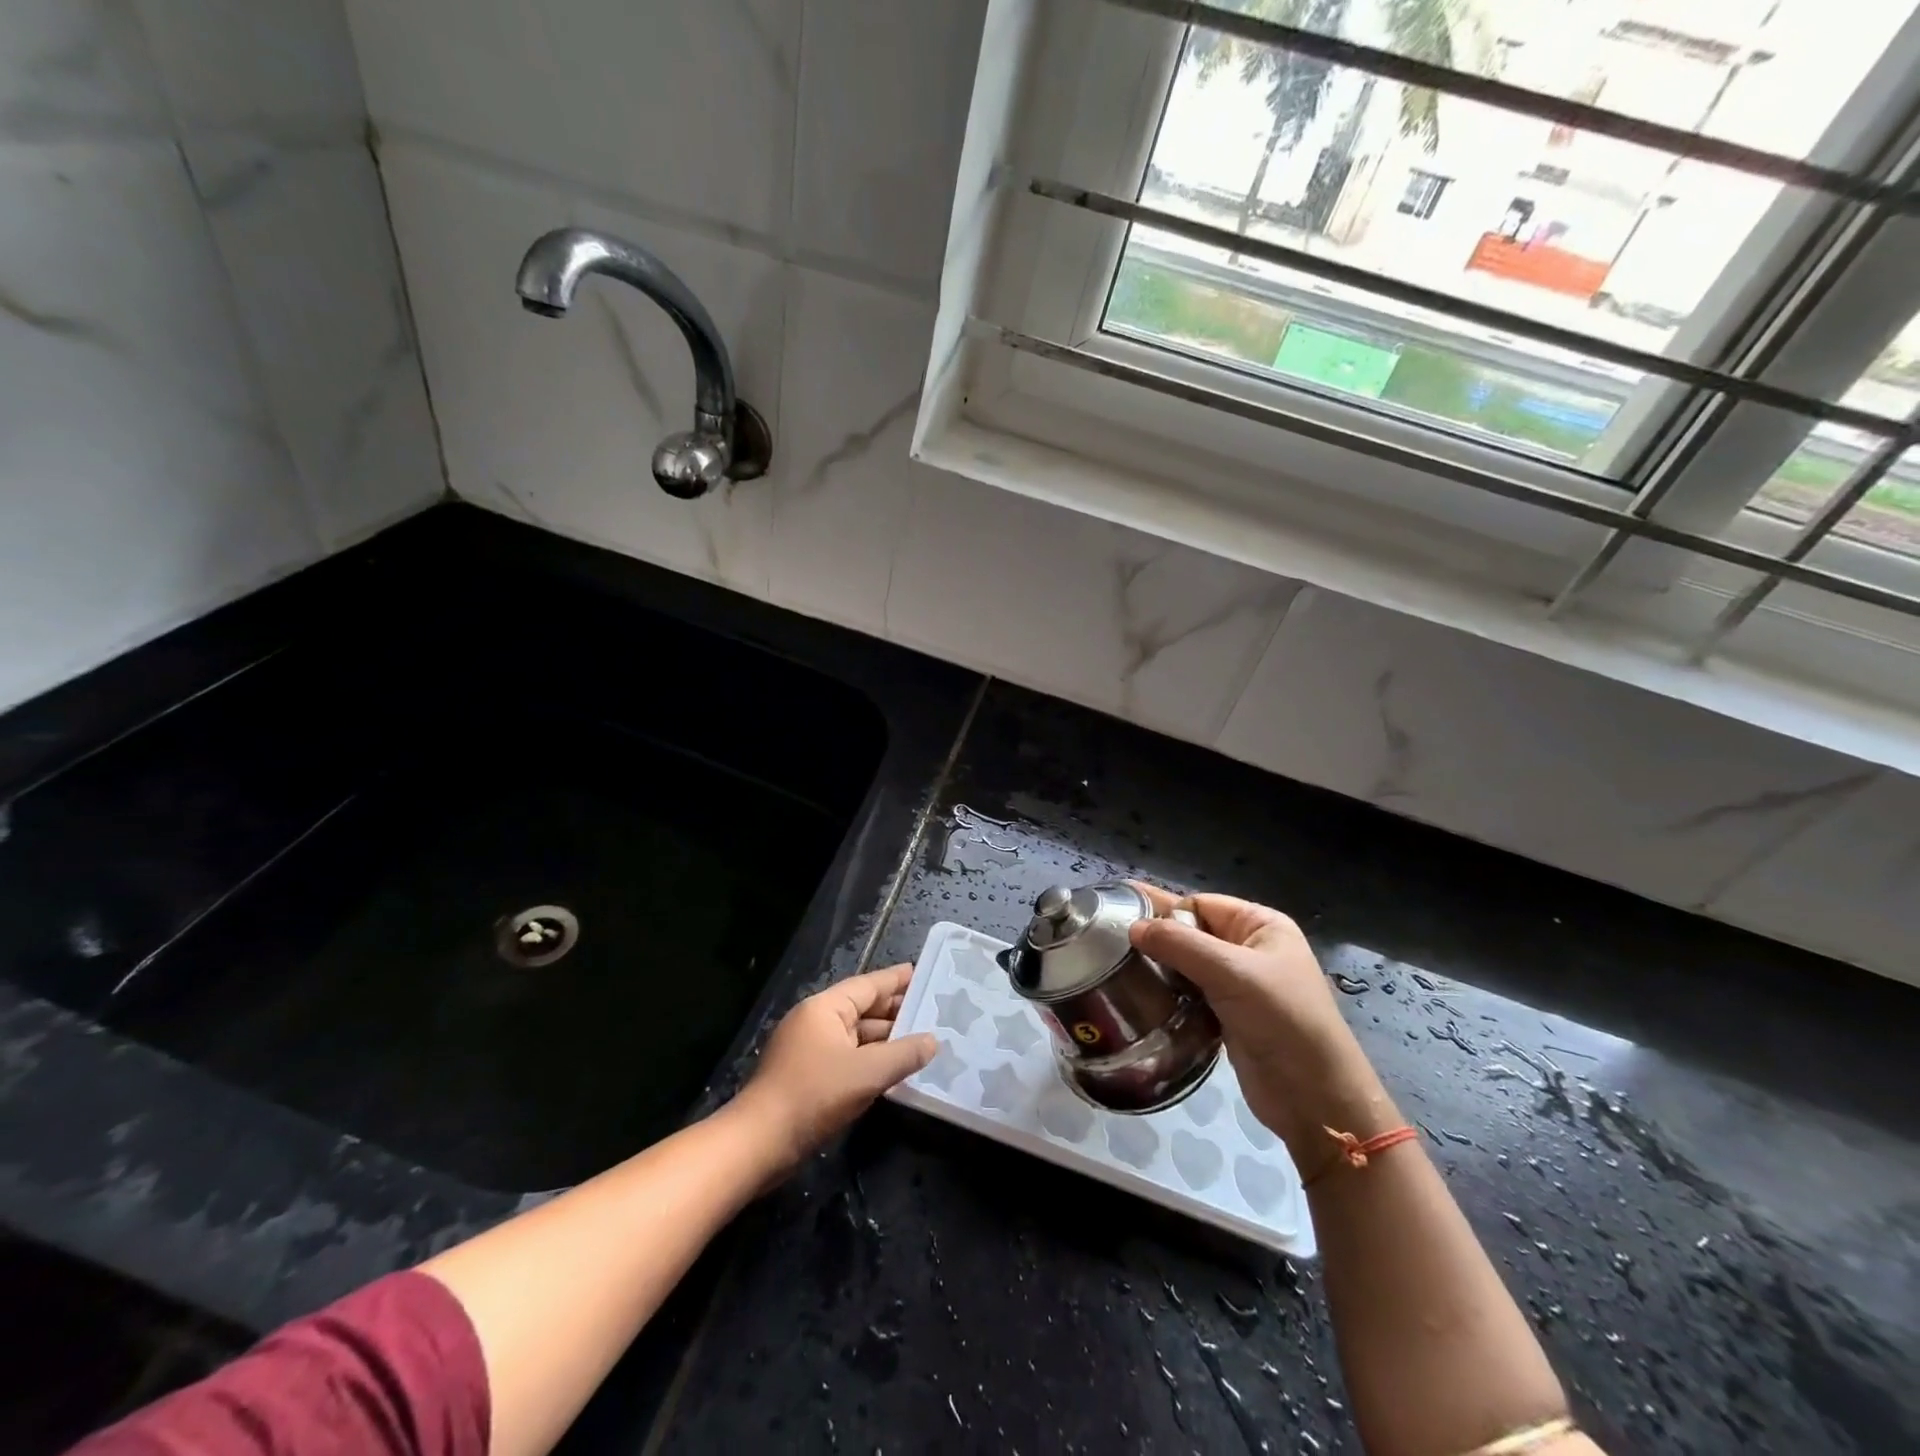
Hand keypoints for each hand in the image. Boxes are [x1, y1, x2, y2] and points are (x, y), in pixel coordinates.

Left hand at [730, 964, 935, 1175]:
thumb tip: (933, 1040)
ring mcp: (809, 1049)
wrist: (760, 1143)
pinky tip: (894, 1070)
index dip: (897, 980)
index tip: (924, 974)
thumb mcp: (867, 1073)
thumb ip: (904, 1054)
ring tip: (922, 1041)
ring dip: (886, 1040)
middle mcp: (816, 1021)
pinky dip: (870, 1060)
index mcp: (825, 1008)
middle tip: (933, 1012)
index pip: (868, 985)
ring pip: (856, 1037)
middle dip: (896, 1013)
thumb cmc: (814, 1095)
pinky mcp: (807, 1076)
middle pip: (863, 1010)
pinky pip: (848, 1058)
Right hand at [1130, 886, 1383, 1151]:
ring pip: (1188, 963)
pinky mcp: (1228, 1015)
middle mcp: (1249, 948)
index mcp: (1260, 925)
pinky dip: (1168, 991)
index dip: (1166, 912)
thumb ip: (1180, 945)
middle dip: (1156, 935)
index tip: (1127, 926)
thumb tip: (1133, 927)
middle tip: (1107, 938)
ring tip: (1116, 966)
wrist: (1316, 1098)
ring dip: (1159, 966)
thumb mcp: (1232, 973)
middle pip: (1192, 930)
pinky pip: (1190, 991)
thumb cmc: (1283, 1021)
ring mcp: (1239, 984)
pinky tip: (1140, 994)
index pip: (1199, 904)